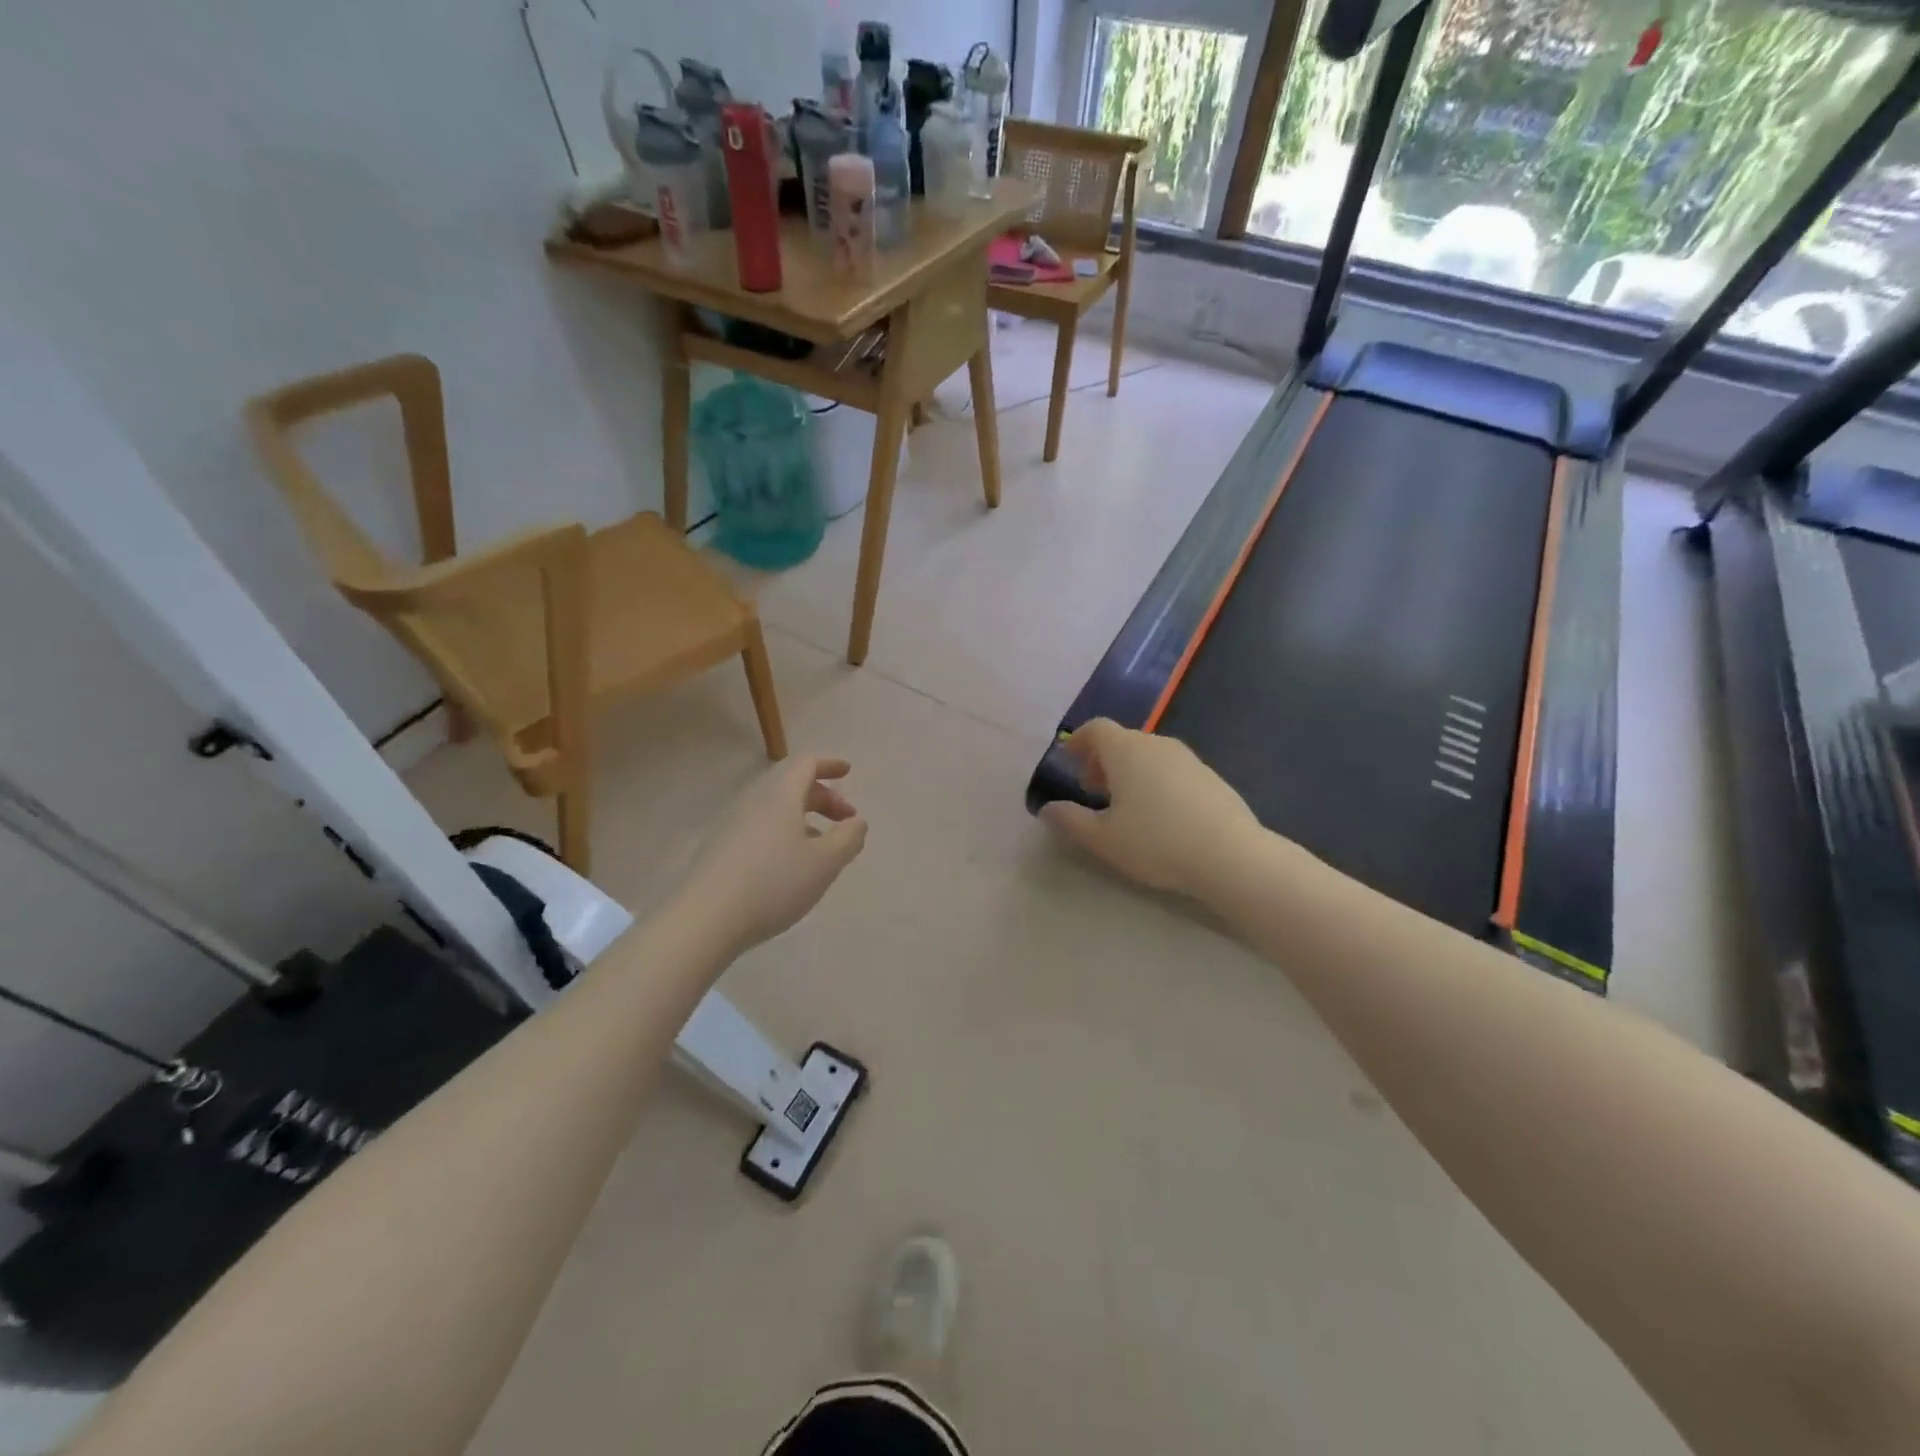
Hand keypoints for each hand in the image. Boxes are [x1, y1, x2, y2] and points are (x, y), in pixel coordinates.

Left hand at [680, 756, 867, 957]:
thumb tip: (857, 822)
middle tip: (846, 822)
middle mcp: (754, 803)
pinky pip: (760, 829)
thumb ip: (848, 838)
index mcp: (780, 797)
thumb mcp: (825, 863)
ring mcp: (732, 826)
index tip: (847, 772)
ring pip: (776, 810)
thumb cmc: (773, 884)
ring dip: (804, 819)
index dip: (829, 764)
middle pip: (792, 786)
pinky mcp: (720, 850)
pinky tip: (790, 866)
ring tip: (822, 847)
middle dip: (823, 797)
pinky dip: (784, 835)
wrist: (705, 920)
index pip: (806, 764)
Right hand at [1039, 720, 1260, 899]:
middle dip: (1102, 761)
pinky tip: (1159, 816)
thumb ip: (1070, 821)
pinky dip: (1155, 782)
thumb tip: (1047, 809)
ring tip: (1124, 806)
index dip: (1078, 740)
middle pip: (1122, 741)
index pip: (1096, 729)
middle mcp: (1156, 744)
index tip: (1067, 759)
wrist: (1231, 856)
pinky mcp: (1210, 777)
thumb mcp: (1102, 839)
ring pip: (1148, 756)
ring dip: (1129, 772)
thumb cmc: (1156, 842)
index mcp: (1126, 750)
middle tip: (1092, 791)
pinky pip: (1171, 770)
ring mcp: (1188, 759)